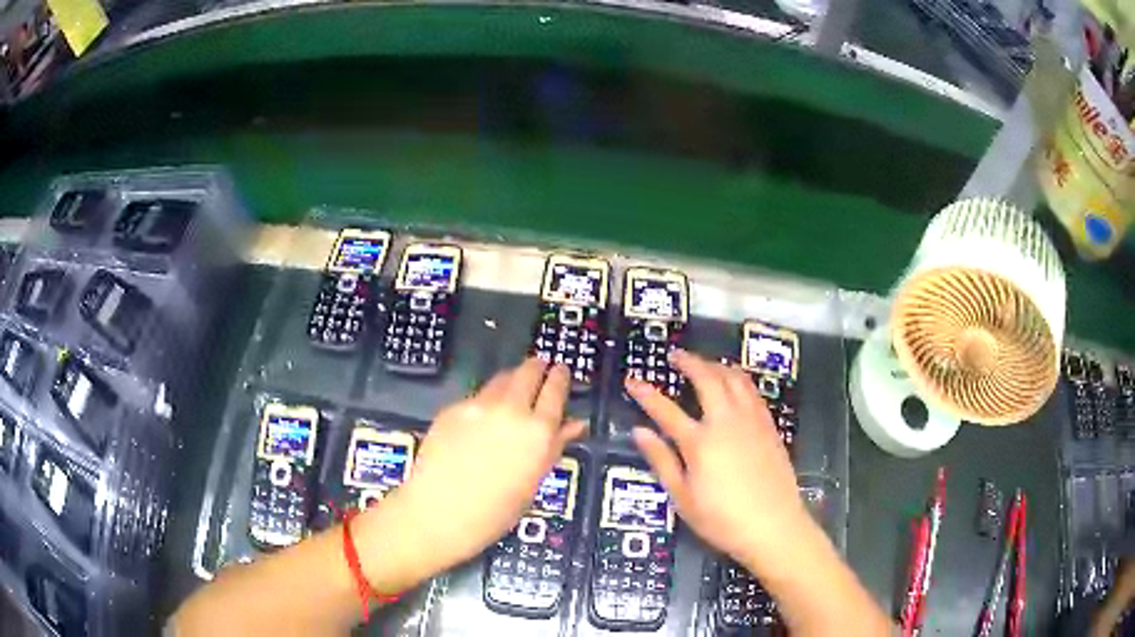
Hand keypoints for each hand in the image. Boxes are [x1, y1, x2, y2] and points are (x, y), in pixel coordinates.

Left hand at [390, 358, 585, 574]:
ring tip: (513, 387)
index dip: (560, 377)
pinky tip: (482, 415)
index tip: (562, 371)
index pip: (555, 390)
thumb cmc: (497, 510)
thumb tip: (575, 424)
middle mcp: (511, 410)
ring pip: (501, 378)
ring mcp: (479, 406)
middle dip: (537, 367)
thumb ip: (554, 446)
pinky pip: (476, 396)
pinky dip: (485, 399)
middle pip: (528, 372)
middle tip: (540, 368)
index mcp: (538, 431)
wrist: (441, 512)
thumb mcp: (534, 481)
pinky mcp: (453, 408)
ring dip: (512, 378)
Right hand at [627, 350, 809, 570]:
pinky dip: (738, 379)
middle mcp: (726, 421)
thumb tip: (639, 432)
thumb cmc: (722, 519)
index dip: (646, 394)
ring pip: (734, 378)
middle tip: (675, 355)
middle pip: (707, 379)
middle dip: (689, 362)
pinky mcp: (769, 426)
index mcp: (700, 442)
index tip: (632, 380)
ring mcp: (752, 420)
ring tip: (704, 364)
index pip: (666, 410)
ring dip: (716, 365)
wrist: (774, 526)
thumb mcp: (683, 498)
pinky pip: (752, 391)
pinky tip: (734, 384)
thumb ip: (662, 461)